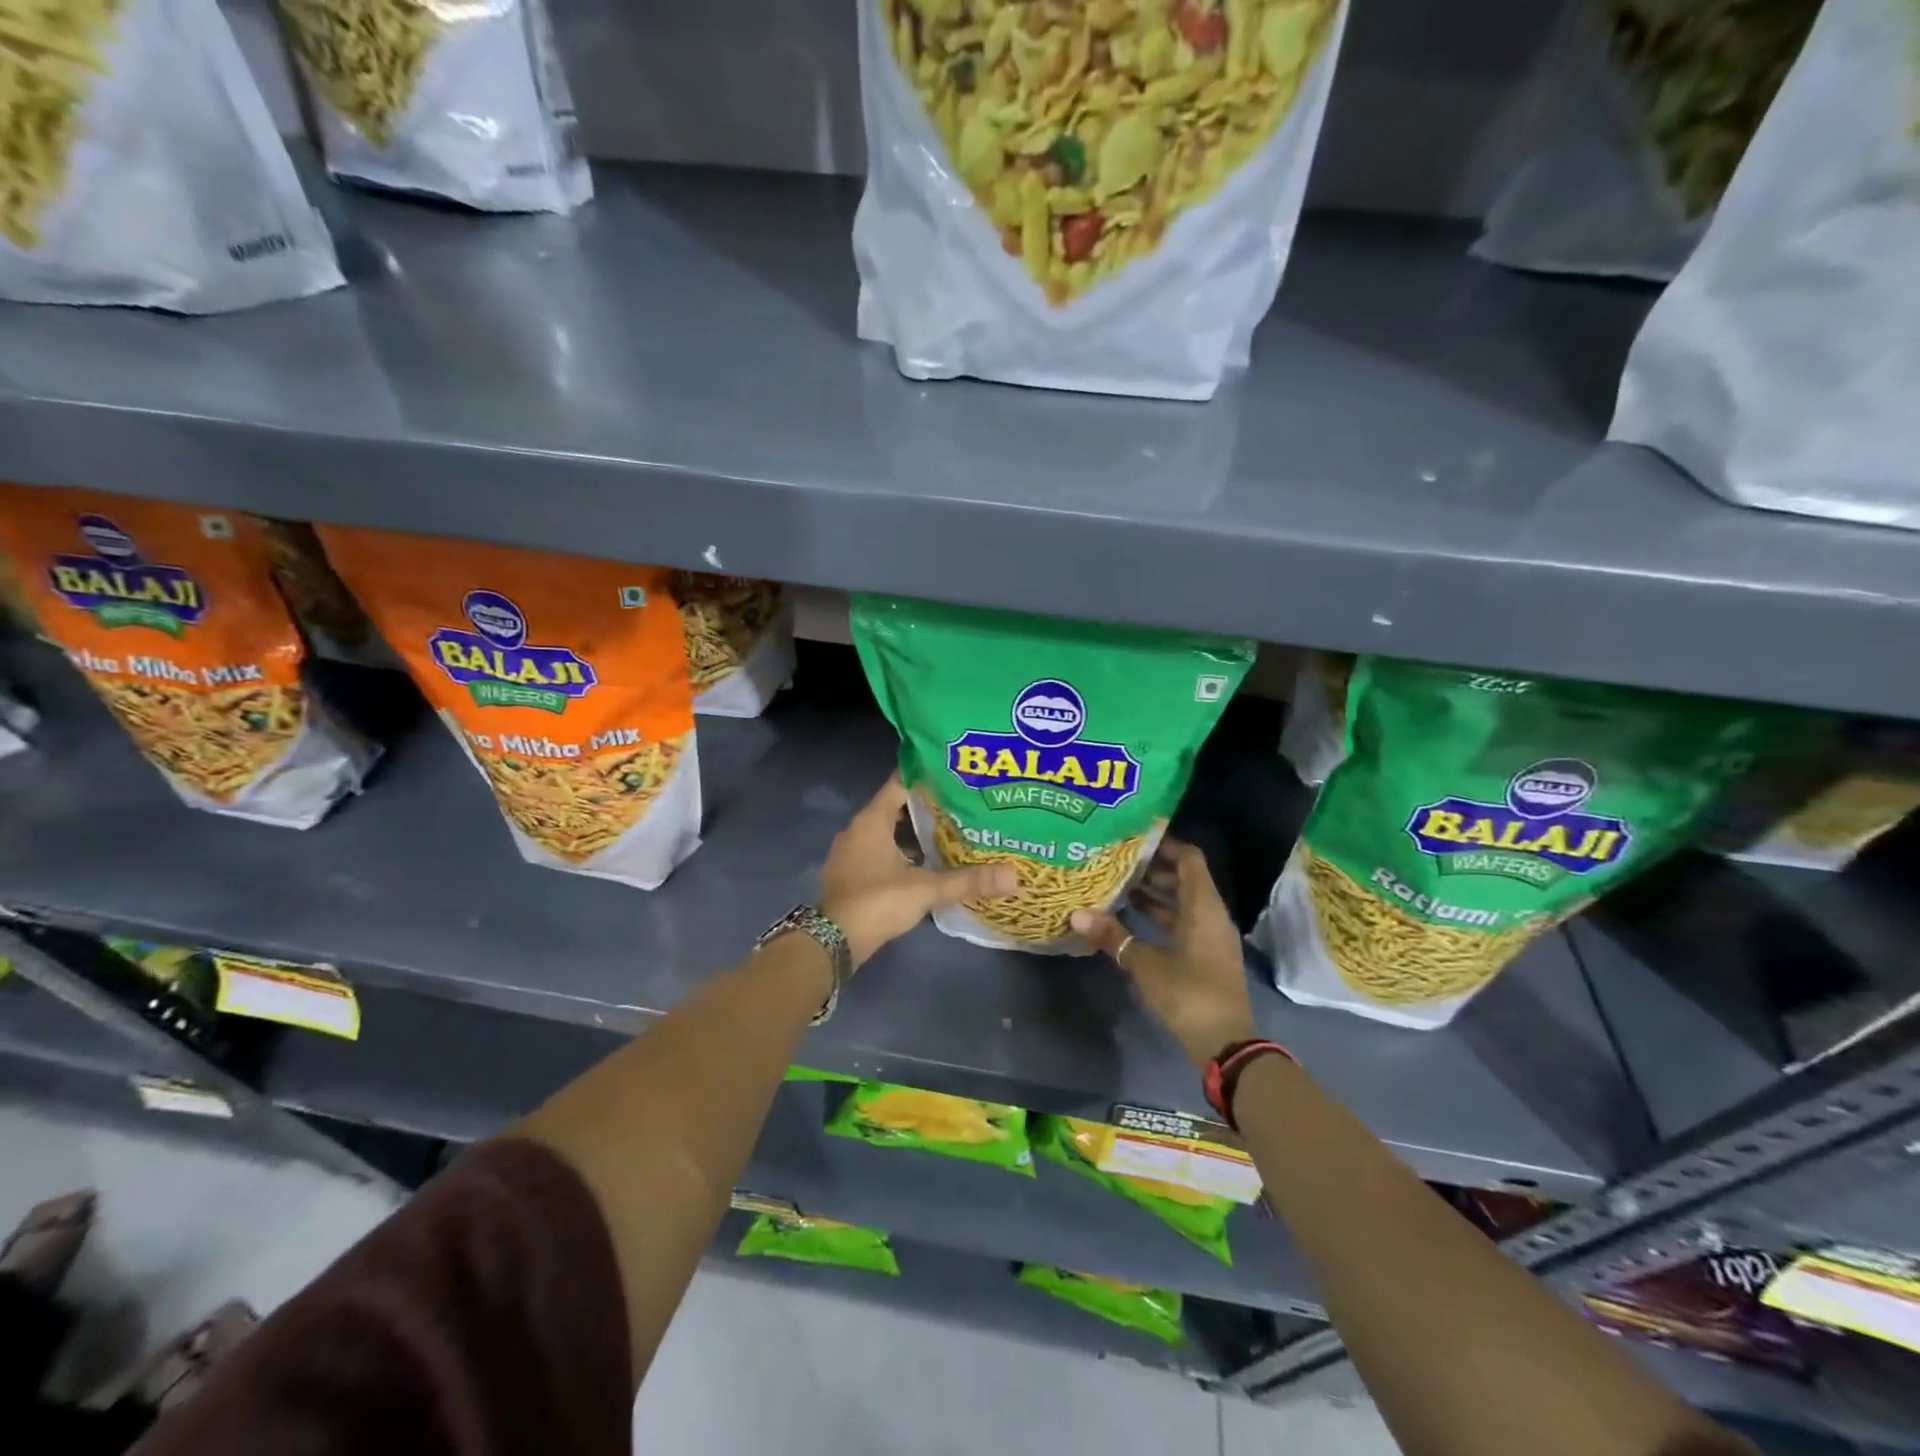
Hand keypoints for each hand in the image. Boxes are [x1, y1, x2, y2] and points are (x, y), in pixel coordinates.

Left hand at [819, 775, 1016, 969]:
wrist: (833, 942)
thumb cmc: (877, 902)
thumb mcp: (926, 889)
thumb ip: (968, 880)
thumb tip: (1015, 877)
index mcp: (871, 820)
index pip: (900, 783)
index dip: (926, 776)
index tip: (954, 773)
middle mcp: (857, 829)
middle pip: (895, 806)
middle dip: (926, 805)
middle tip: (961, 803)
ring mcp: (851, 853)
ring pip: (887, 831)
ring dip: (913, 831)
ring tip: (949, 830)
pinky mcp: (851, 874)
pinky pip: (879, 851)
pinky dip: (901, 851)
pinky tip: (926, 862)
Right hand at [1071, 838, 1256, 1067]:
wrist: (1226, 1044)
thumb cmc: (1188, 993)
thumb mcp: (1145, 963)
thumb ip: (1113, 936)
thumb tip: (1076, 914)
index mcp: (1204, 907)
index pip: (1190, 858)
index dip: (1165, 845)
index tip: (1135, 839)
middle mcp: (1212, 915)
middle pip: (1186, 878)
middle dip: (1154, 869)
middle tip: (1119, 862)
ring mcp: (1212, 937)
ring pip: (1184, 903)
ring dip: (1156, 894)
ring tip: (1120, 886)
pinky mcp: (1207, 956)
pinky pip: (1185, 923)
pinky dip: (1162, 916)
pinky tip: (1133, 919)